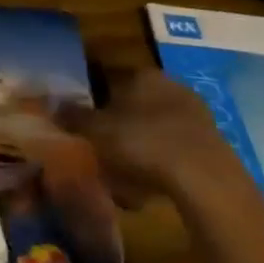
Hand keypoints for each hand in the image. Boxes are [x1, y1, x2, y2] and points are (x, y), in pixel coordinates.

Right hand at [61, 69, 250, 207]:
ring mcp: (195, 115)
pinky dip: (158, 163)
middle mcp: (170, 86)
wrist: (205, 181)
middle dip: (116, 123)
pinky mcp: (211, 144)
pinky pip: (173, 149)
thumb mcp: (96, 131)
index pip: (108, 77)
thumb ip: (73, 116)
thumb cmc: (142, 143)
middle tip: (99, 147)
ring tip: (120, 175)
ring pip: (153, 127)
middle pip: (133, 103)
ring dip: (138, 145)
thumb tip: (52, 105)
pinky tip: (146, 188)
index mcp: (141, 74)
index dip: (91, 98)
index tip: (80, 119)